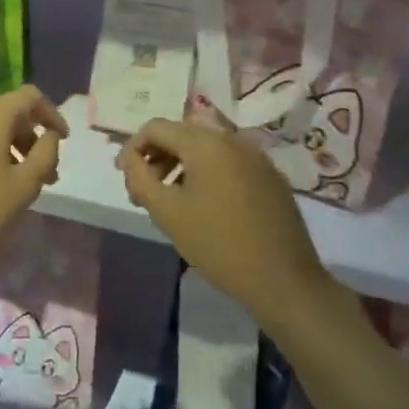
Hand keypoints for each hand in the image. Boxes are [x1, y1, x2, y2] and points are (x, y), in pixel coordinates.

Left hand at [0, 86, 67, 287]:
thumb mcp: (24, 187)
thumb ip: (45, 154)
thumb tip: (50, 136)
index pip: (28, 96)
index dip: (51, 113)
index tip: (63, 140)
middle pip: (5, 114)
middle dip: (29, 138)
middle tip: (44, 174)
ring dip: (6, 149)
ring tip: (16, 185)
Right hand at [118, 119, 330, 332]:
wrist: (284, 280)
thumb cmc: (218, 243)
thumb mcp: (167, 213)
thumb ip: (140, 178)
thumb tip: (130, 159)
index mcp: (205, 142)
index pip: (156, 127)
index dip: (133, 148)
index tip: (124, 177)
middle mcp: (232, 139)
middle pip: (182, 135)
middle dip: (157, 158)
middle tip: (145, 193)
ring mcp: (256, 157)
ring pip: (206, 150)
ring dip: (181, 167)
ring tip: (172, 202)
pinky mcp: (271, 177)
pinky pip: (229, 164)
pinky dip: (208, 175)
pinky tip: (206, 208)